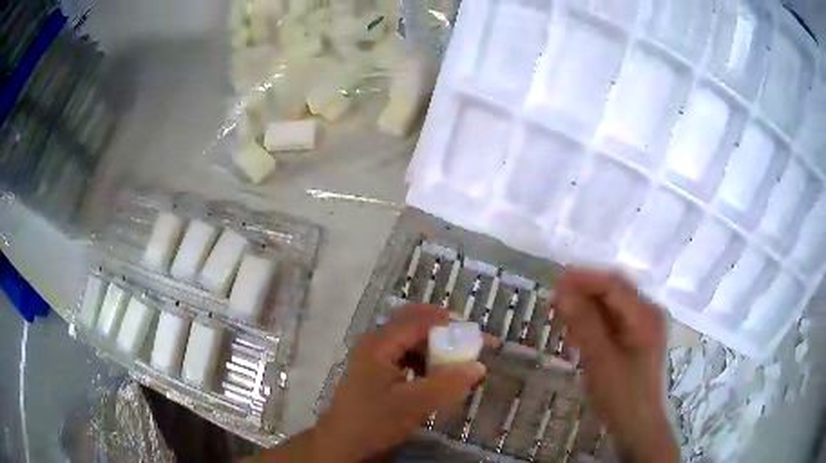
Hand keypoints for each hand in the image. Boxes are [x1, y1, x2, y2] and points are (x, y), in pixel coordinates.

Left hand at [264, 305, 485, 462]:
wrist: (343, 441)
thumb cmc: (375, 420)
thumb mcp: (414, 404)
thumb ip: (447, 385)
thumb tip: (479, 366)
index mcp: (380, 344)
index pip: (420, 322)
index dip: (449, 324)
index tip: (476, 332)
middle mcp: (376, 342)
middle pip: (412, 323)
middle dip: (441, 329)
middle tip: (466, 340)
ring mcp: (374, 356)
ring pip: (409, 339)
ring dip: (433, 345)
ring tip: (454, 358)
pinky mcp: (376, 370)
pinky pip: (404, 355)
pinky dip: (423, 359)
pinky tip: (434, 374)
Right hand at [556, 269, 677, 462]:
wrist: (639, 427)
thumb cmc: (622, 395)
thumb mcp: (601, 359)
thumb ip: (584, 323)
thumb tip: (563, 293)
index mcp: (646, 314)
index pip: (614, 285)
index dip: (584, 279)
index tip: (556, 281)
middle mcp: (650, 314)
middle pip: (614, 293)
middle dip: (584, 295)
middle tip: (555, 303)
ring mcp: (646, 328)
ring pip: (613, 308)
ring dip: (588, 310)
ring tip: (563, 321)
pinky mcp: (640, 341)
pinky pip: (615, 324)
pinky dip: (596, 325)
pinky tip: (579, 337)